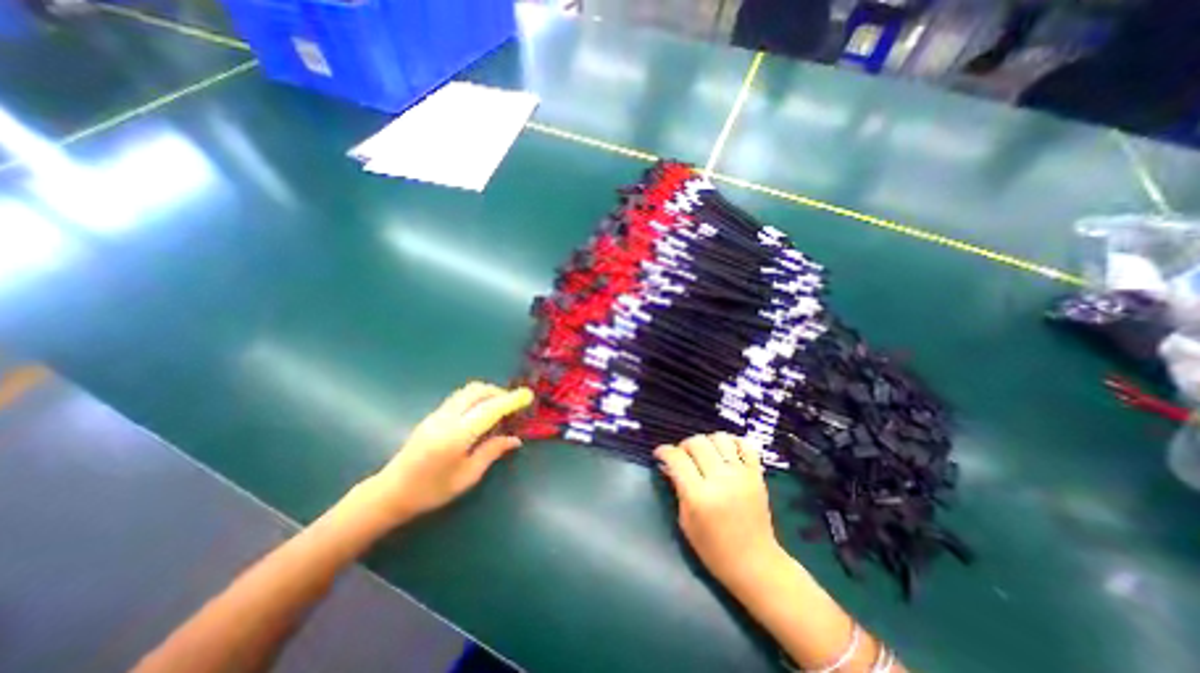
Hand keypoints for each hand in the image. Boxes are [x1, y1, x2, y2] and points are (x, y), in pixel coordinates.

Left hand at [353, 383, 528, 525]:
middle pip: (477, 391)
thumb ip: (492, 452)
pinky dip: (476, 398)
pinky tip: (481, 413)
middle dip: (499, 392)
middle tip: (513, 406)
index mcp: (457, 435)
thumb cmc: (431, 491)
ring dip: (487, 393)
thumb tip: (515, 439)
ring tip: (499, 408)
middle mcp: (446, 418)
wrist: (390, 493)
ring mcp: (437, 414)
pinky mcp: (432, 415)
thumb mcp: (467, 476)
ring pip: (467, 391)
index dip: (511, 400)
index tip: (528, 395)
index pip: (490, 409)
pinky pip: (460, 397)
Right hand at [656, 432, 790, 592]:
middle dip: (684, 445)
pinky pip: (745, 445)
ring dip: (707, 441)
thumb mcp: (686, 522)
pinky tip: (725, 451)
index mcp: (699, 496)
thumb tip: (667, 465)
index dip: (664, 451)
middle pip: (697, 443)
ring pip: (719, 438)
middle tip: (682, 457)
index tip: (660, 454)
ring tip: (704, 453)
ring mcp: (741, 475)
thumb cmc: (714, 550)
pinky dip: (733, 442)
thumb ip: (677, 489)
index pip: (677, 459)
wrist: (755, 564)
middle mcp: (720, 480)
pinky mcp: (756, 474)